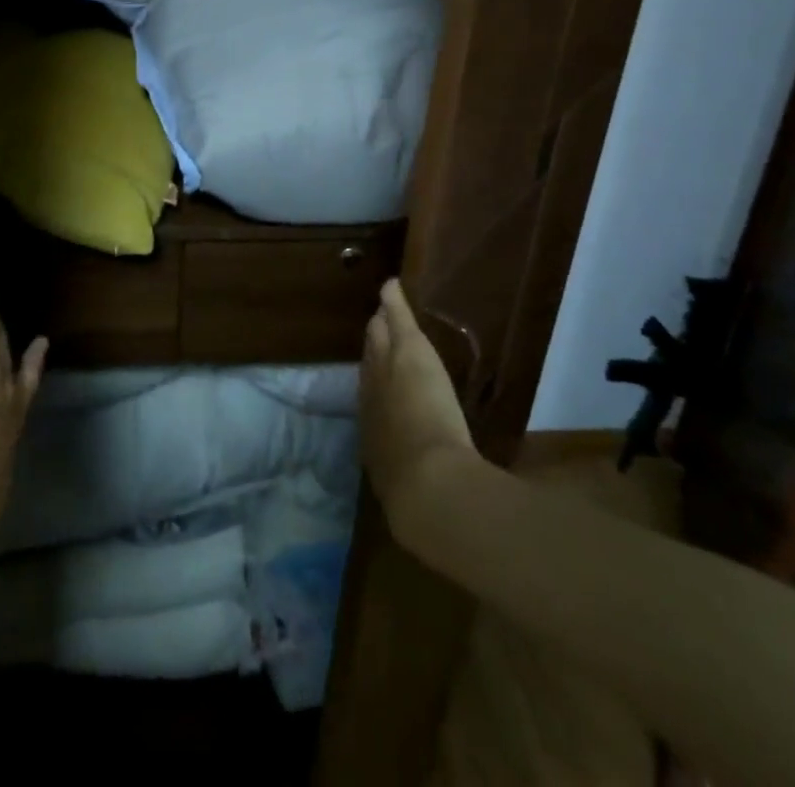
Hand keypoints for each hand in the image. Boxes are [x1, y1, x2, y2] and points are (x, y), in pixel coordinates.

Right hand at [360, 278, 474, 524]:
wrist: (426, 487)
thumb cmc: (417, 499)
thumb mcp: (406, 501)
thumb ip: (406, 498)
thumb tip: (406, 509)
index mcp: (374, 436)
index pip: (370, 404)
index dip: (372, 387)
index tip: (372, 374)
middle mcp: (372, 401)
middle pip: (369, 368)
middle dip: (369, 351)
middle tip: (369, 330)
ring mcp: (388, 373)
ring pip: (380, 344)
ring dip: (379, 329)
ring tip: (377, 313)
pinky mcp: (407, 352)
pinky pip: (398, 322)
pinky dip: (395, 304)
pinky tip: (391, 285)